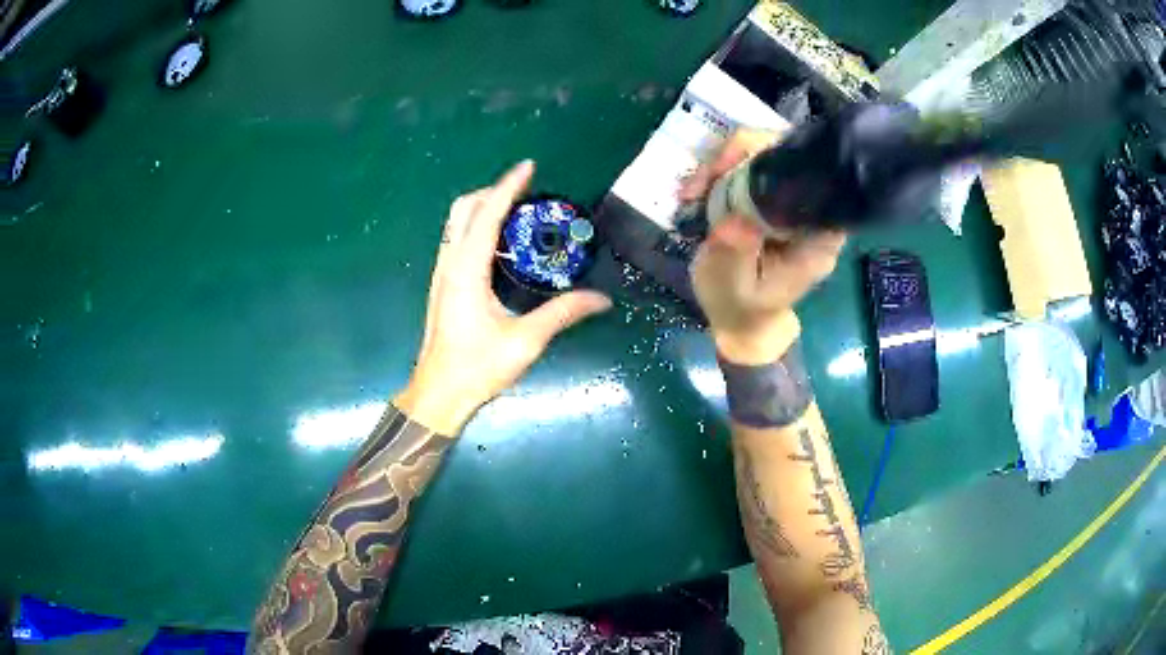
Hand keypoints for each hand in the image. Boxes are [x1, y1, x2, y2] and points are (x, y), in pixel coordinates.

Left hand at [395, 161, 612, 434]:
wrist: (440, 393)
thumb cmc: (478, 367)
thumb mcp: (525, 341)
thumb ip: (563, 313)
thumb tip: (602, 300)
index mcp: (467, 271)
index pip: (487, 215)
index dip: (508, 187)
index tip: (528, 166)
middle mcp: (450, 264)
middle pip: (463, 209)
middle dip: (492, 192)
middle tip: (525, 191)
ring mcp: (442, 274)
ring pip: (456, 223)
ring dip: (482, 207)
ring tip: (515, 210)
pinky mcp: (442, 285)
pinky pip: (457, 240)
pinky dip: (476, 226)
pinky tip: (499, 243)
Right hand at [682, 131, 845, 364]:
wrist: (739, 321)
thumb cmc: (740, 308)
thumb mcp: (733, 286)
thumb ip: (737, 254)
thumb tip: (736, 220)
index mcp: (816, 237)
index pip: (811, 179)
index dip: (772, 159)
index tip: (728, 172)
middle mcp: (809, 214)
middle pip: (785, 156)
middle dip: (738, 156)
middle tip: (702, 183)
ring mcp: (789, 203)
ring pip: (763, 155)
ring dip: (722, 164)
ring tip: (693, 192)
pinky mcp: (770, 200)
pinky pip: (749, 168)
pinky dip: (719, 172)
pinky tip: (698, 192)